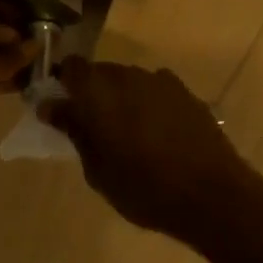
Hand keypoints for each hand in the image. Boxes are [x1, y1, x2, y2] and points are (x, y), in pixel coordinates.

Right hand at [40, 56, 262, 254]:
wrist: (211, 194)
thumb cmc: (143, 188)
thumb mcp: (97, 169)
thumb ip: (74, 131)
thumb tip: (51, 106)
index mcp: (98, 91)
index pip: (70, 67)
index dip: (63, 83)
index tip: (61, 106)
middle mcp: (127, 76)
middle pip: (100, 73)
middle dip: (92, 93)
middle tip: (92, 126)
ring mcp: (159, 81)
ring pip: (129, 81)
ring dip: (121, 98)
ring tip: (127, 132)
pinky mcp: (185, 92)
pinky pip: (155, 90)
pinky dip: (148, 103)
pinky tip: (156, 131)